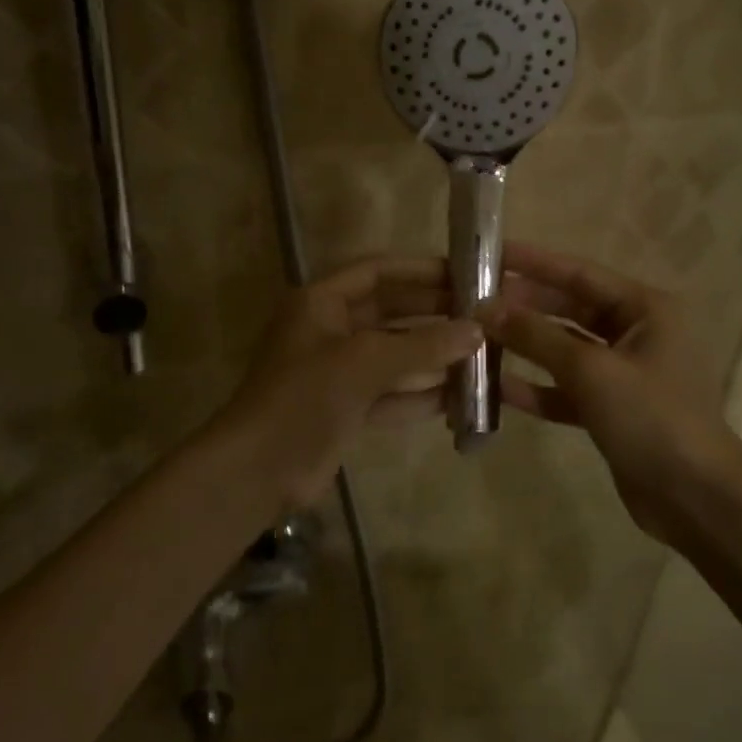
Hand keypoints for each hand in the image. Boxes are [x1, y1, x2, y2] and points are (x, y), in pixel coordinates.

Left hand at [217, 256, 482, 507]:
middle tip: (482, 318)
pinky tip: (459, 399)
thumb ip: (422, 346)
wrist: (259, 470)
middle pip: (390, 312)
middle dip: (434, 316)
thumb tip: (476, 331)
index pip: (377, 271)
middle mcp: (331, 330)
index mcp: (322, 302)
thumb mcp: (365, 363)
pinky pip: (392, 393)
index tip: (465, 274)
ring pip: (395, 356)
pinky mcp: (347, 408)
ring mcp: (339, 372)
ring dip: (433, 358)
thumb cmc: (306, 398)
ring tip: (482, 358)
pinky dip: (421, 395)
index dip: (420, 270)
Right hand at [483, 242, 741, 541]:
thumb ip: (537, 336)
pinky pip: (566, 388)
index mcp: (645, 309)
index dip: (533, 262)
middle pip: (569, 308)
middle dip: (523, 305)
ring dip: (525, 346)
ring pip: (564, 349)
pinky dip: (536, 387)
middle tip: (472, 299)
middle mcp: (636, 333)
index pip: (579, 273)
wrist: (697, 500)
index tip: (490, 252)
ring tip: (476, 337)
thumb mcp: (591, 371)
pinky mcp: (611, 408)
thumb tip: (485, 308)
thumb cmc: (652, 418)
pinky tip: (496, 388)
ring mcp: (623, 373)